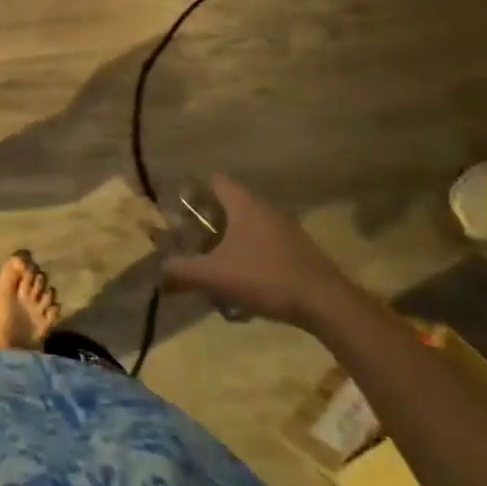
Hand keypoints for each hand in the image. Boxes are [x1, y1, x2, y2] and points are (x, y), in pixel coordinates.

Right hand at [160, 175, 355, 328]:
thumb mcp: (216, 276)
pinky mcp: (301, 252)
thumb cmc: (266, 277)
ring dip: (231, 240)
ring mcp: (287, 230)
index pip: (215, 180)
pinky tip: (246, 282)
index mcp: (244, 205)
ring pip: (250, 226)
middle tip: (193, 240)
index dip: (195, 189)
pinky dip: (252, 256)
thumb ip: (183, 271)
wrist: (327, 305)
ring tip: (216, 263)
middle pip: (230, 204)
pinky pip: (267, 244)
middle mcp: (266, 209)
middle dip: (210, 221)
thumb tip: (159, 273)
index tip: (180, 206)